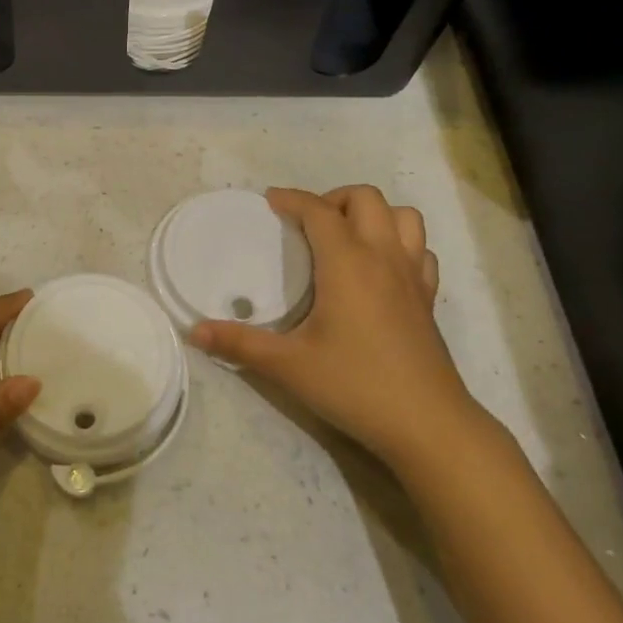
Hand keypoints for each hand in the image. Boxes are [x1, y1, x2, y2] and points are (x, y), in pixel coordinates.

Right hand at [191, 187, 484, 471]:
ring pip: (404, 217)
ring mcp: (412, 276)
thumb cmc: (354, 385)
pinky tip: (381, 270)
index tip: (270, 201)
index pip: (318, 211)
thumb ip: (239, 343)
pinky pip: (420, 251)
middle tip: (307, 225)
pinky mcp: (428, 299)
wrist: (427, 423)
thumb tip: (194, 331)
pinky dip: (401, 245)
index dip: (292, 199)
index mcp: (347, 263)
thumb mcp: (287, 365)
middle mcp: (383, 257)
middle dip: (333, 199)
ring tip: (346, 238)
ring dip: (374, 215)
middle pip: (366, 198)